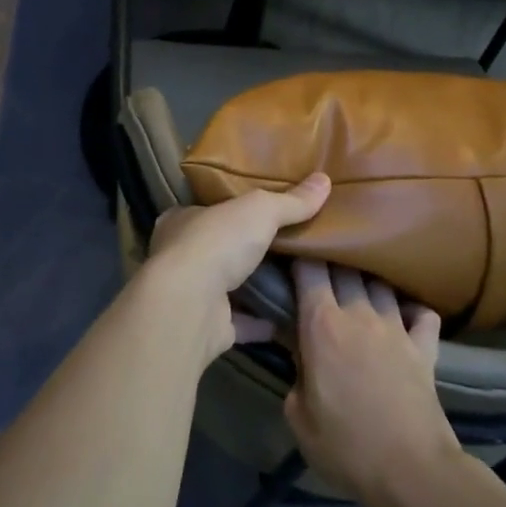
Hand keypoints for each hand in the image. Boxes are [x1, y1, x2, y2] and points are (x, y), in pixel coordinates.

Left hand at [144, 174, 330, 367]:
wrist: (190, 305)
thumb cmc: (217, 243)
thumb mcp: (260, 210)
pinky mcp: (208, 326)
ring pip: (228, 287)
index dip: (231, 209)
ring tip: (294, 280)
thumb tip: (324, 180)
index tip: (260, 211)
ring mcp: (193, 294)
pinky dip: (261, 322)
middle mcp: (181, 256)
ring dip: (255, 286)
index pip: (207, 209)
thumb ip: (290, 201)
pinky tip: (289, 317)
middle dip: (246, 249)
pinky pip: (241, 322)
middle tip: (287, 246)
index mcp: (182, 221)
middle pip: (218, 249)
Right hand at [284, 261, 457, 506]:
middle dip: (331, 262)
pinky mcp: (425, 346)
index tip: (292, 258)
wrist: (411, 470)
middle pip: (345, 268)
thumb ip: (294, 374)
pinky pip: (422, 313)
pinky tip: (404, 316)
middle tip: (320, 272)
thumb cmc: (345, 445)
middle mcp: (359, 314)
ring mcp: (397, 327)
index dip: (300, 257)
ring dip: (367, 282)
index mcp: (322, 325)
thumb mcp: (298, 415)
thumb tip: (299, 354)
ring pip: (380, 284)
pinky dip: (412, 309)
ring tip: (358, 288)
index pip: (309, 269)